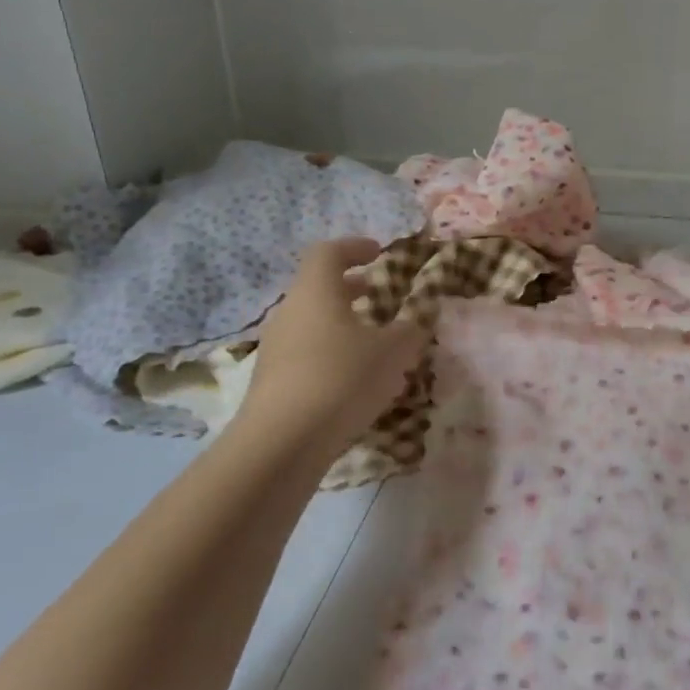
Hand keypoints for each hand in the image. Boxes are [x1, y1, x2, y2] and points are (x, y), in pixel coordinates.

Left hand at [231, 238, 428, 456]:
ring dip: (342, 324)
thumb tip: (416, 320)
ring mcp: (276, 348)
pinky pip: (306, 354)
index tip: (378, 253)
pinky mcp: (272, 382)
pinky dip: (331, 354)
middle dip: (350, 288)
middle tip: (378, 294)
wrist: (282, 442)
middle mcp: (290, 312)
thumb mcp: (393, 352)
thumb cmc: (342, 379)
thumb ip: (409, 330)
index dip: (354, 247)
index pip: (328, 252)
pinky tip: (354, 380)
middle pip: (318, 288)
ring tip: (374, 342)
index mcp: (316, 292)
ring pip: (312, 323)